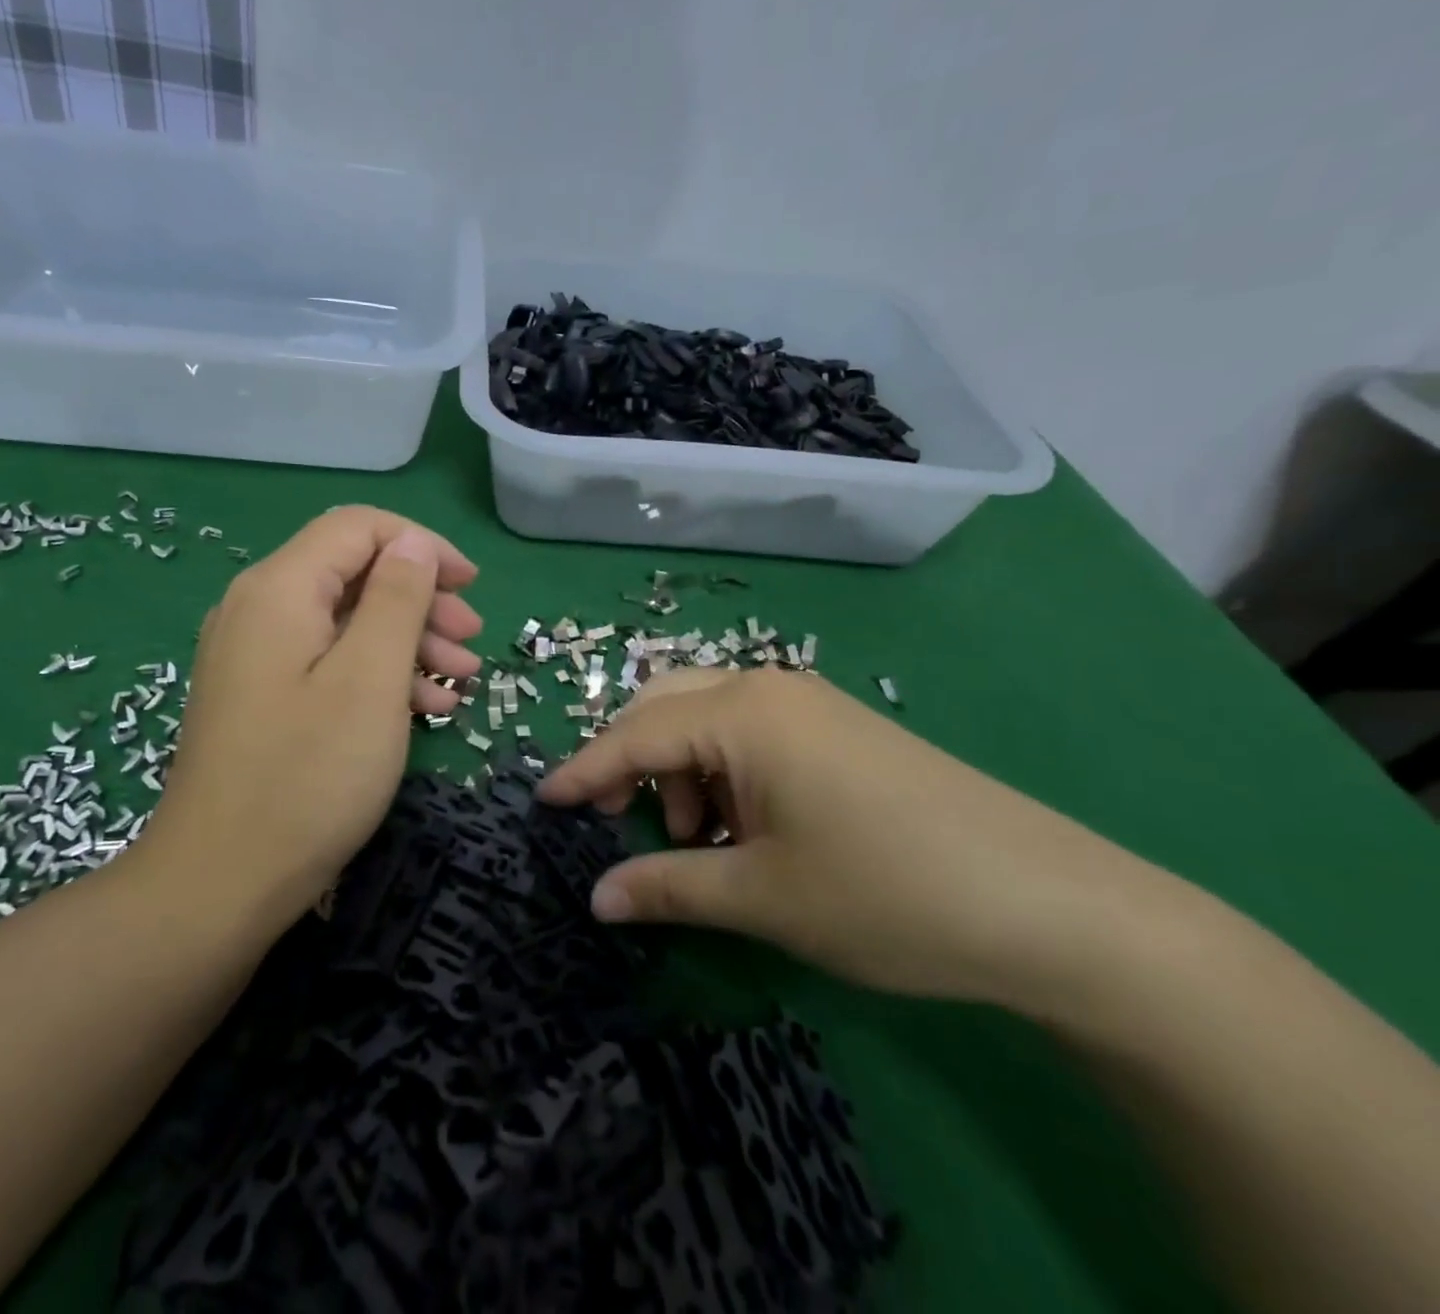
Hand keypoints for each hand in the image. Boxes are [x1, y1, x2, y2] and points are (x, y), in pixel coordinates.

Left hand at [141, 506, 481, 924]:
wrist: (219, 883)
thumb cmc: (308, 776)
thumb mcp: (370, 679)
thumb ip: (396, 598)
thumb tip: (412, 542)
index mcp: (280, 589)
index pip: (358, 527)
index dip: (422, 545)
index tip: (470, 587)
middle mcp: (259, 608)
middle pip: (354, 574)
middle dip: (421, 599)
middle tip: (472, 641)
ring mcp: (255, 655)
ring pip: (346, 621)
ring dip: (408, 642)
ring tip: (462, 680)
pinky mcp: (261, 696)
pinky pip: (327, 662)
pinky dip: (377, 674)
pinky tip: (424, 708)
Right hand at [538, 667, 1150, 1005]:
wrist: (1056, 907)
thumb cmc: (887, 893)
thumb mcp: (762, 896)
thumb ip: (667, 887)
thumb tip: (595, 898)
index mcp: (742, 712)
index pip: (634, 734)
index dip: (583, 772)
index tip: (541, 802)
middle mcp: (769, 688)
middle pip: (665, 707)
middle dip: (632, 762)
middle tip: (622, 824)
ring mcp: (810, 705)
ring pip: (708, 718)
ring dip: (682, 772)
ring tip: (702, 844)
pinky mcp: (840, 729)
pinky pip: (752, 734)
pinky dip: (725, 773)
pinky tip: (748, 828)